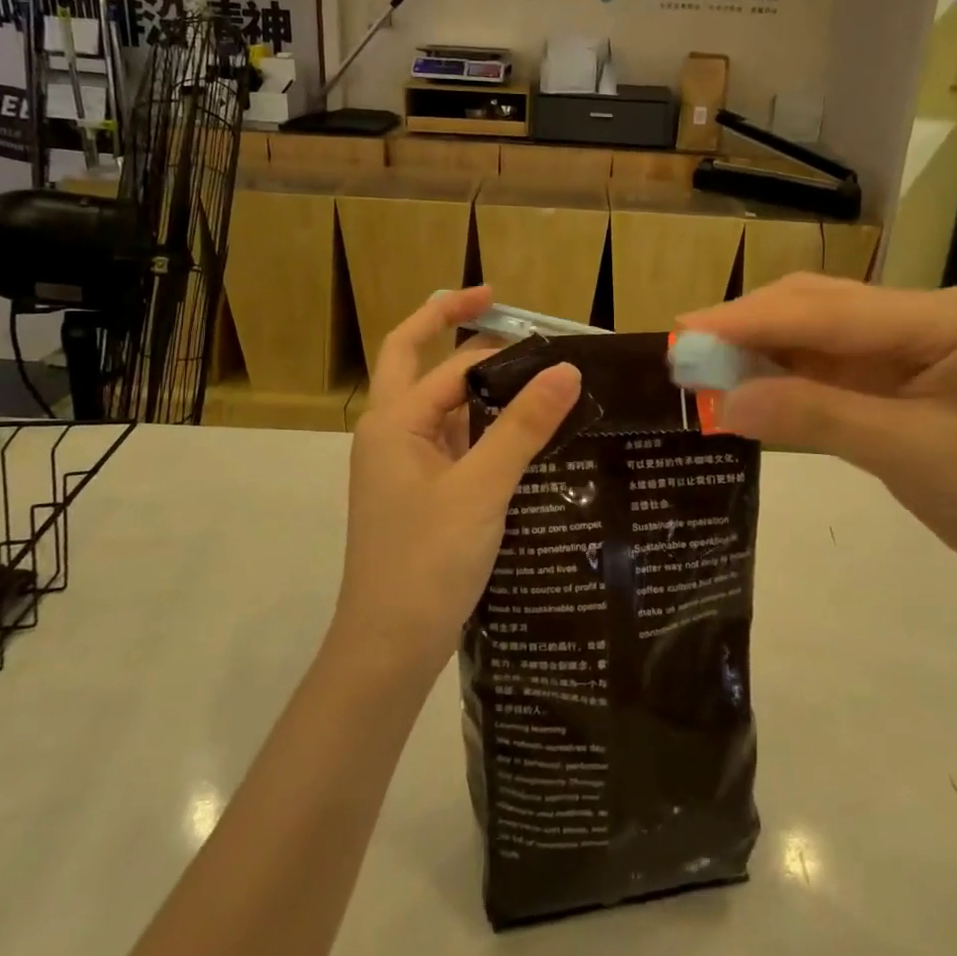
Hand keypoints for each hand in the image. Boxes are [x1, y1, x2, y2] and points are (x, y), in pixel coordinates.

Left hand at [336, 287, 581, 681]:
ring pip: (441, 405)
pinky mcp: (420, 492)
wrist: (389, 647)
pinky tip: (523, 432)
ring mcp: (403, 464)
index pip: (444, 361)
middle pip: (418, 363)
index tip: (530, 319)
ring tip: (532, 372)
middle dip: (450, 328)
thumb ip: (522, 427)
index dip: (486, 337)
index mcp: (393, 422)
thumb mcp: (481, 488)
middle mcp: (391, 433)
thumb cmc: (427, 560)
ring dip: (477, 384)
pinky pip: (451, 441)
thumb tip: (567, 370)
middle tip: (499, 308)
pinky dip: (482, 426)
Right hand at [678, 275, 956, 596]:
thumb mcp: (910, 455)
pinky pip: (825, 366)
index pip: (828, 311)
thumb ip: (816, 418)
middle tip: (684, 351)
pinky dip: (782, 375)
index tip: (686, 332)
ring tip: (703, 368)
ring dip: (760, 349)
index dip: (751, 320)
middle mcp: (920, 317)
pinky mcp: (894, 376)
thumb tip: (724, 403)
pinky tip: (746, 384)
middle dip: (749, 327)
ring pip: (815, 333)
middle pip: (817, 307)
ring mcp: (906, 345)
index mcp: (940, 318)